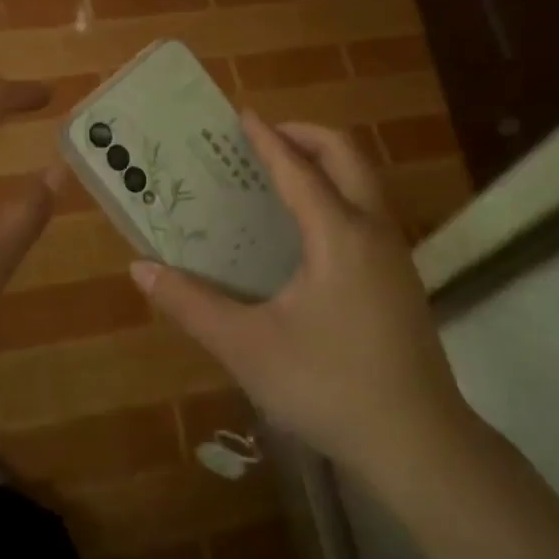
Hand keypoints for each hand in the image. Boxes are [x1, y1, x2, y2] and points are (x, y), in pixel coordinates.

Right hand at [130, 112, 482, 492]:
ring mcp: (395, 254)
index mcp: (339, 234)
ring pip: (364, 182)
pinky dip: (337, 192)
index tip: (242, 114)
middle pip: (346, 156)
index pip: (298, 168)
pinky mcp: (401, 279)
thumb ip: (191, 304)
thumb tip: (140, 268)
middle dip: (305, 136)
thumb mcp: (247, 347)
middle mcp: (373, 230)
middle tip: (263, 139)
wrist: (417, 443)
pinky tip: (307, 228)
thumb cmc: (328, 386)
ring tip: (281, 173)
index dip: (267, 139)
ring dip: (325, 163)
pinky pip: (368, 210)